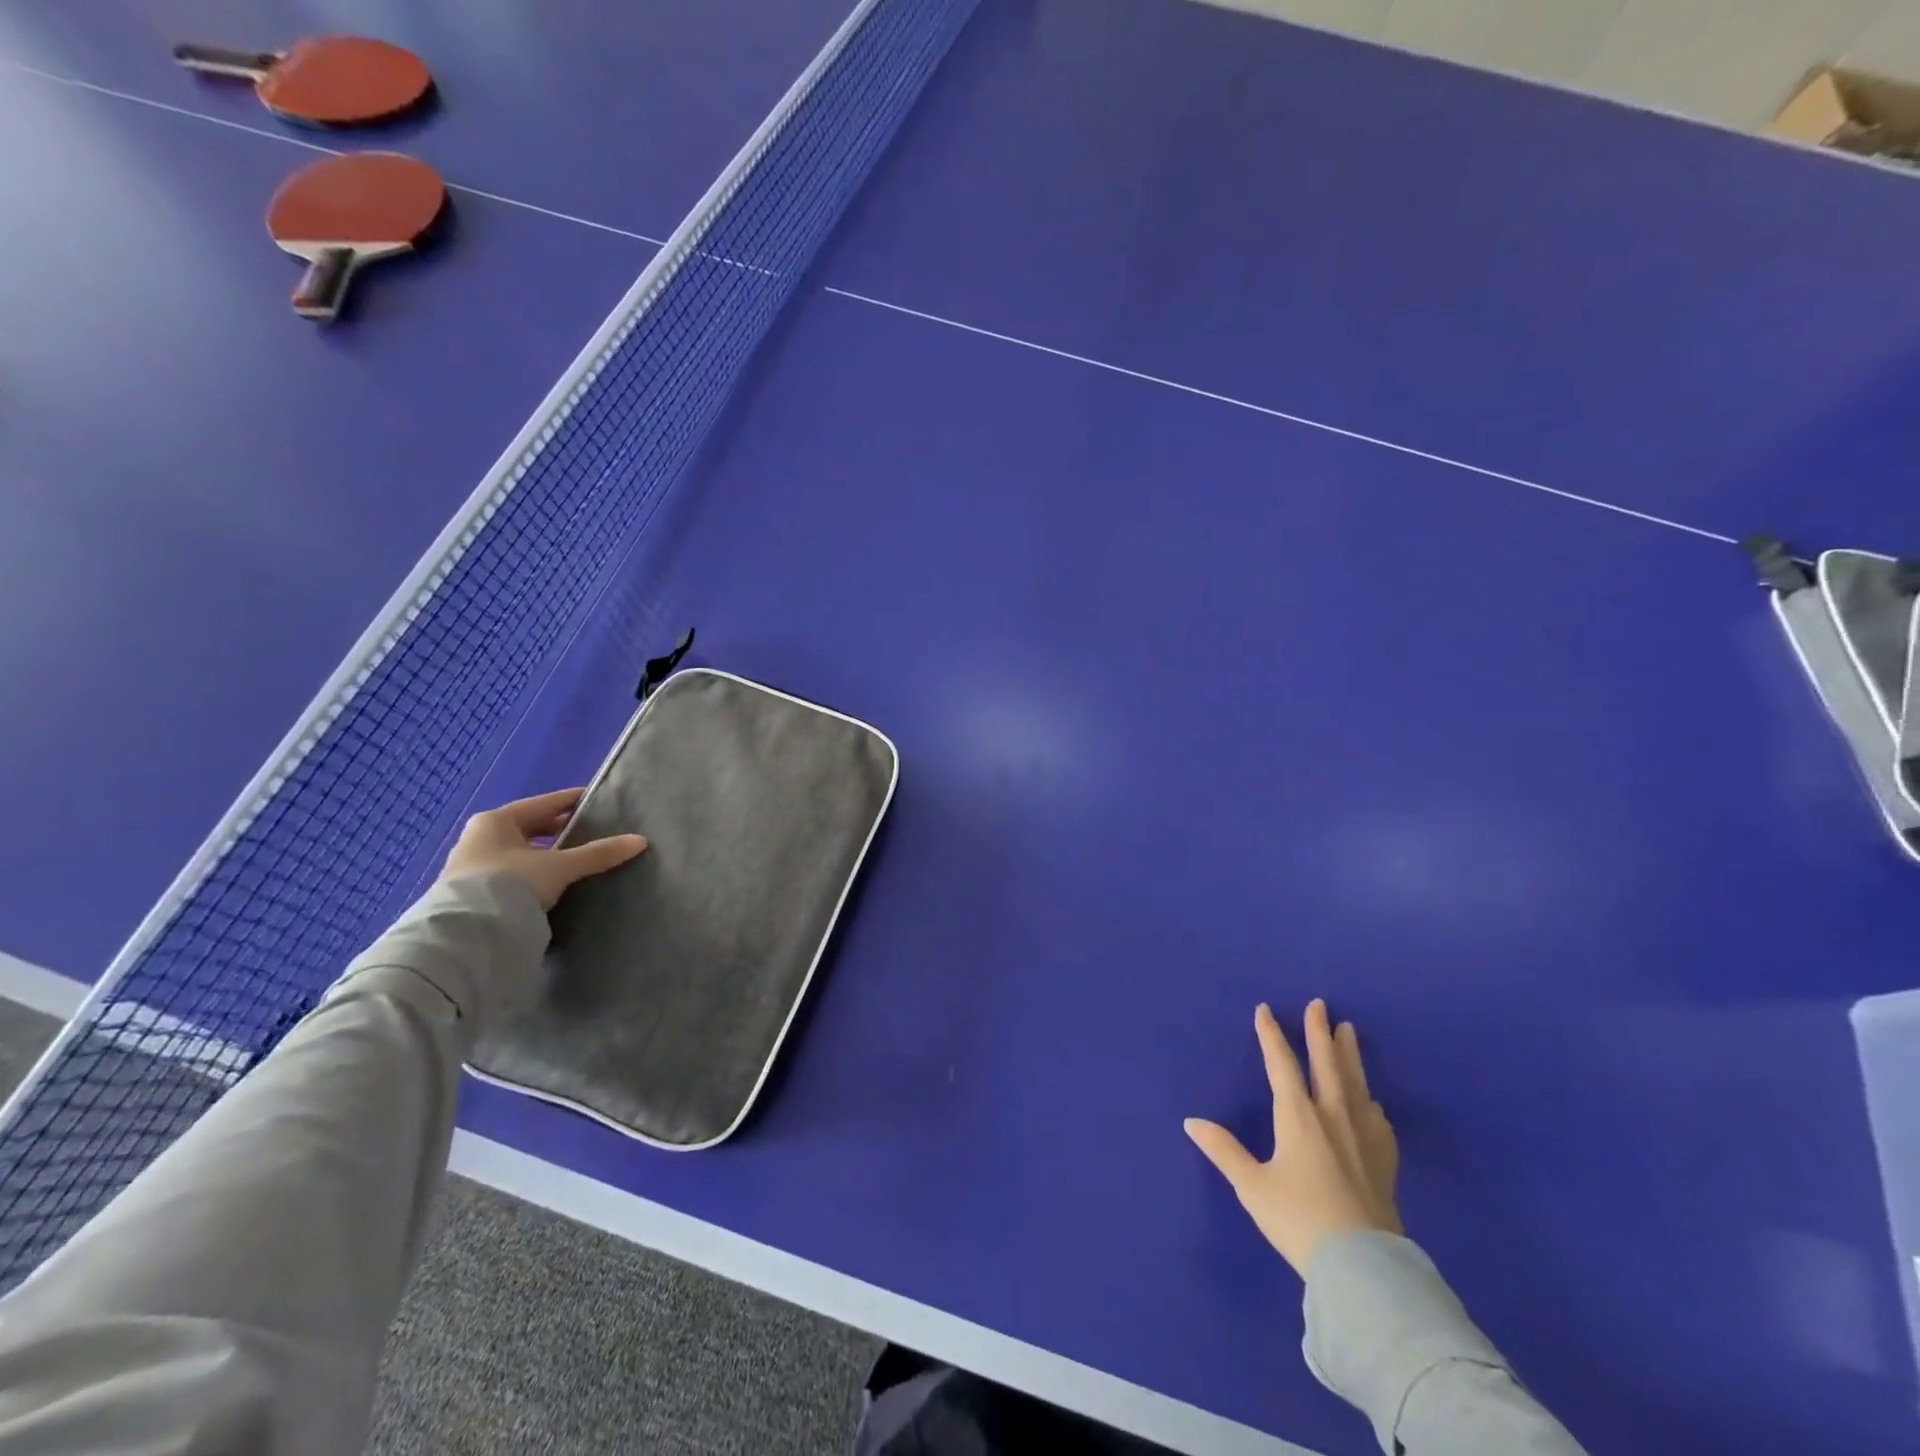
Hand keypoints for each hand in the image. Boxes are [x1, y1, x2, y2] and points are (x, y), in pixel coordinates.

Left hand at [442, 788, 646, 909]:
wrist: (465, 933)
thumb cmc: (511, 883)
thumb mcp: (560, 866)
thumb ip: (598, 853)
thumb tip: (640, 841)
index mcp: (496, 820)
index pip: (544, 804)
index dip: (572, 801)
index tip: (596, 800)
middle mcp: (478, 838)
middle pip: (529, 828)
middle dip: (558, 831)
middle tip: (589, 832)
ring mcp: (470, 867)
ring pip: (519, 853)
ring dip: (544, 856)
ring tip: (574, 862)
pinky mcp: (469, 894)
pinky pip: (510, 875)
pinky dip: (531, 876)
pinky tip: (550, 885)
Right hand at [1185, 1000, 1400, 1276]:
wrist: (1362, 1266)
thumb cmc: (1299, 1220)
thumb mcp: (1252, 1186)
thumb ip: (1223, 1150)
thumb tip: (1191, 1121)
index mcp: (1298, 1117)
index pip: (1282, 1064)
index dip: (1271, 1035)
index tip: (1265, 1009)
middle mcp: (1332, 1116)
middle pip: (1326, 1064)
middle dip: (1319, 1032)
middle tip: (1320, 1004)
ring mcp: (1363, 1138)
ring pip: (1355, 1084)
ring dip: (1349, 1055)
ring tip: (1349, 1031)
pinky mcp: (1384, 1162)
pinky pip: (1378, 1121)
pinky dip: (1371, 1103)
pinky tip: (1372, 1102)